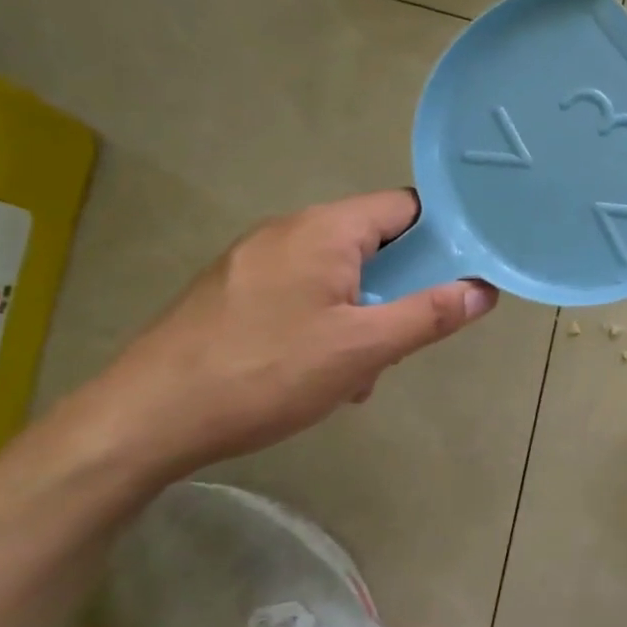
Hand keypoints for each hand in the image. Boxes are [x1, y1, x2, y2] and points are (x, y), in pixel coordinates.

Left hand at [71, 192, 496, 481]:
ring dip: (363, 313)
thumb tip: (483, 289)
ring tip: (360, 370)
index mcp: (324, 229)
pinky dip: (326, 320)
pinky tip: (317, 372)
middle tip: (408, 335)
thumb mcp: (362, 349)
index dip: (443, 234)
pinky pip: (301, 291)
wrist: (143, 420)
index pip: (405, 207)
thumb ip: (429, 315)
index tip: (465, 272)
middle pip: (372, 241)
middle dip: (401, 287)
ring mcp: (254, 260)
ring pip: (337, 273)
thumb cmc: (265, 374)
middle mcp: (288, 230)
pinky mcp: (232, 292)